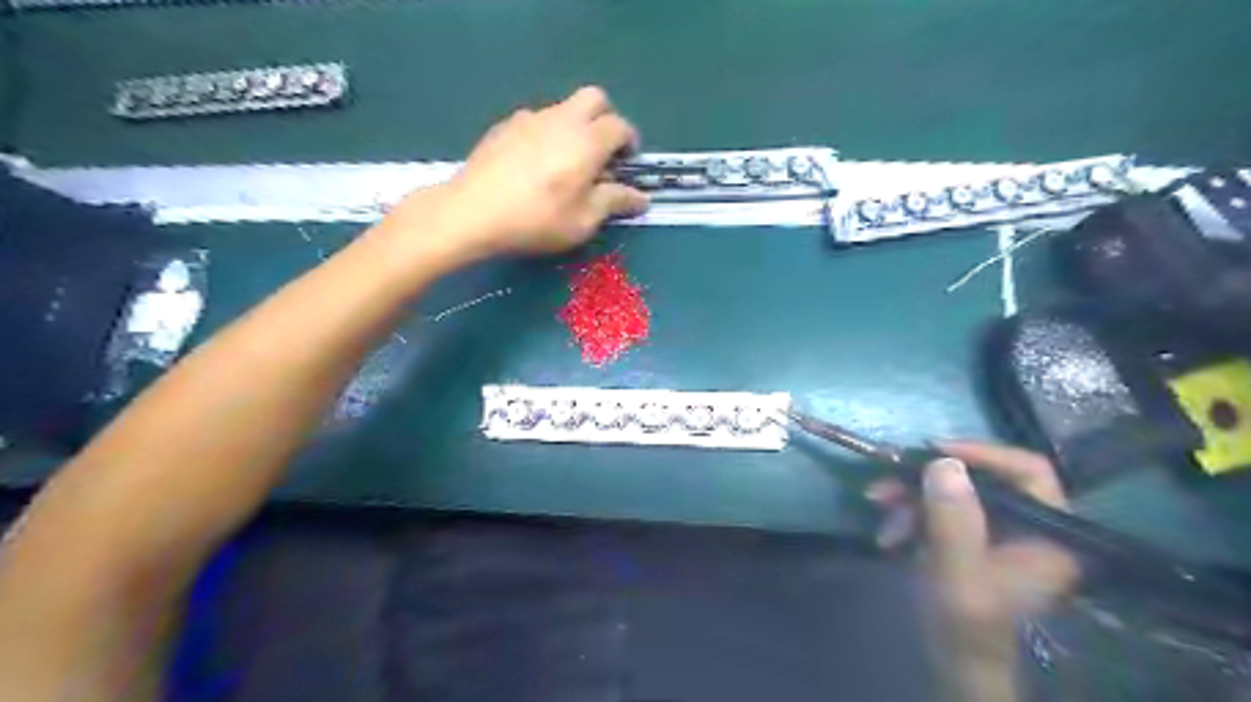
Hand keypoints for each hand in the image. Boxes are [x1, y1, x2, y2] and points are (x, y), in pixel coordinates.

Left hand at [387, 86, 650, 261]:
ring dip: (576, 128)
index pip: (621, 127)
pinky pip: (537, 121)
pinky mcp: (505, 126)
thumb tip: (641, 197)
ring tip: (567, 165)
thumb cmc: (536, 220)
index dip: (630, 144)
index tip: (627, 166)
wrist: (471, 212)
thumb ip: (614, 203)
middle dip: (606, 121)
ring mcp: (530, 118)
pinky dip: (548, 135)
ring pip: (564, 109)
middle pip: (595, 99)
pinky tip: (535, 167)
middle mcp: (562, 119)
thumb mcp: (583, 221)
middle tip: (602, 155)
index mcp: (587, 141)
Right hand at [873, 443, 1074, 659]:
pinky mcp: (971, 534)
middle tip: (885, 483)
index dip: (984, 453)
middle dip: (926, 480)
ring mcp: (998, 529)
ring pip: (952, 491)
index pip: (1028, 471)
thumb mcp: (957, 571)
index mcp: (1049, 531)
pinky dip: (910, 513)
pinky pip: (938, 507)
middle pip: (980, 478)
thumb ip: (953, 519)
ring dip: (910, 497)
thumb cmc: (966, 623)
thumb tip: (944, 462)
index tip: (934, 451)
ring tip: (878, 507)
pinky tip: (889, 533)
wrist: (954, 659)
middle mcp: (1029, 523)